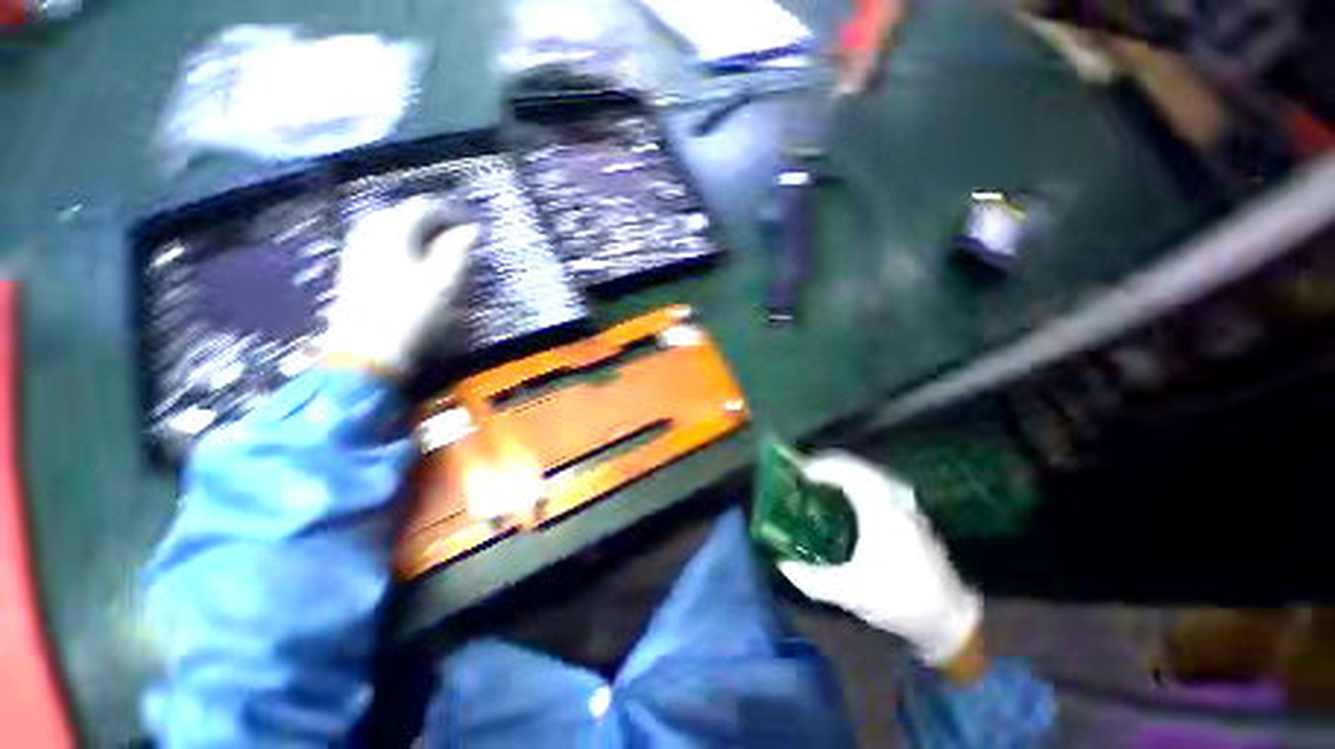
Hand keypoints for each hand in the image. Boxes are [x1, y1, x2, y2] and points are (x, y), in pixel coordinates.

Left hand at [321, 197, 479, 376]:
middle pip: (403, 214)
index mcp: (394, 230)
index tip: (472, 228)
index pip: (425, 208)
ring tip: (435, 249)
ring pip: (387, 227)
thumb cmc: (412, 312)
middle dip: (431, 222)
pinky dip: (398, 245)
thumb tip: (472, 229)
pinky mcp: (351, 267)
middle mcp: (370, 232)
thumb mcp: (444, 281)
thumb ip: (457, 250)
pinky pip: (377, 242)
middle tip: (455, 238)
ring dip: (414, 233)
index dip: (451, 214)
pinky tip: (409, 261)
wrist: (367, 348)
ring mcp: (356, 249)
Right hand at [779, 452, 980, 666]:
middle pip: (859, 466)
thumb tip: (783, 564)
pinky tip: (849, 492)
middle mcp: (896, 500)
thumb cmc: (900, 601)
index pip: (848, 473)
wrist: (950, 620)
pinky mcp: (912, 514)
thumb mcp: (851, 593)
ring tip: (822, 477)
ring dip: (845, 469)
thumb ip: (812, 580)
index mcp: (881, 512)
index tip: (799, 472)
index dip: (821, 467)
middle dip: (829, 464)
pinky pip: (880, 482)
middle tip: (806, 471)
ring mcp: (908, 505)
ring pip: (872, 472)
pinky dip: (859, 478)